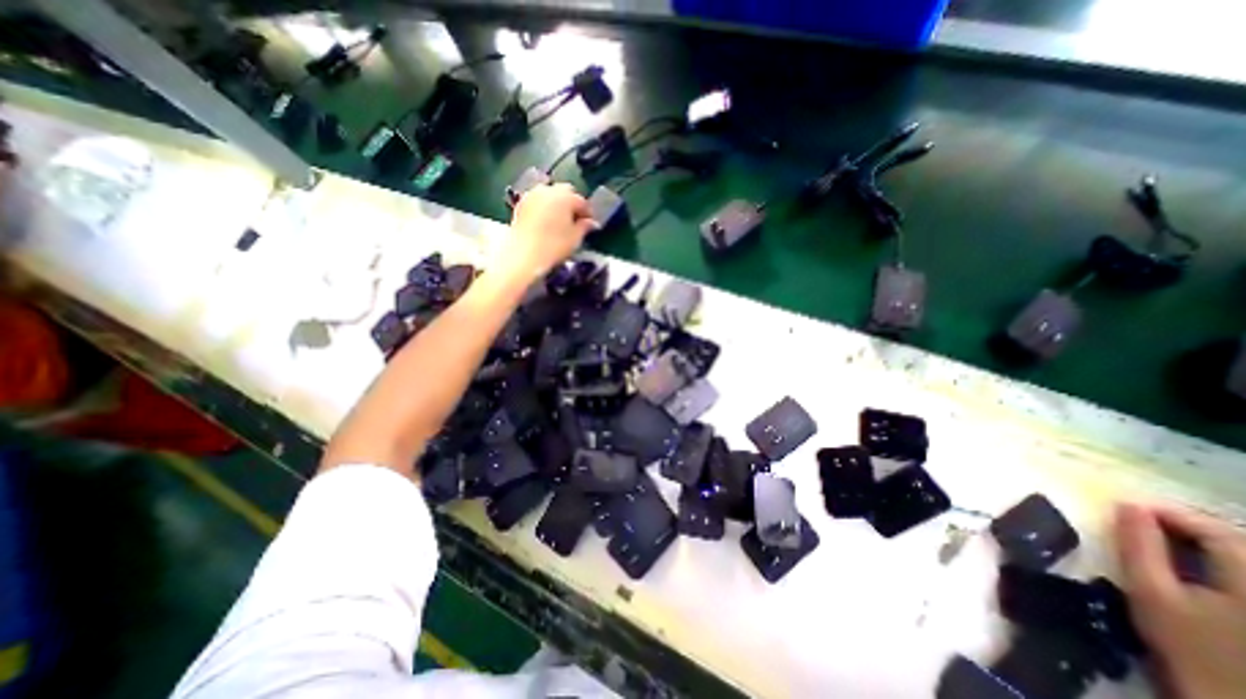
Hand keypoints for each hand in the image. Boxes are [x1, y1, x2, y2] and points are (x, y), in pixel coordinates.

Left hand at [500, 184, 595, 281]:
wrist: (524, 255)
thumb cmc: (554, 246)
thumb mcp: (575, 238)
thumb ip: (585, 227)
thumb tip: (591, 222)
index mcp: (565, 196)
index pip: (581, 201)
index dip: (587, 213)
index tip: (590, 225)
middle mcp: (548, 190)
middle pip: (565, 192)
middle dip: (571, 204)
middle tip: (574, 220)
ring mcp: (532, 195)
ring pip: (549, 195)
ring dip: (556, 204)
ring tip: (559, 221)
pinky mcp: (520, 204)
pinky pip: (537, 201)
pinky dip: (544, 208)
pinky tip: (545, 223)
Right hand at [1116, 502, 1245, 698]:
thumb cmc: (1190, 647)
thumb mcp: (1151, 592)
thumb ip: (1138, 545)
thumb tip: (1127, 505)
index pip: (1216, 531)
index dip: (1170, 514)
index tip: (1126, 508)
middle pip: (1238, 544)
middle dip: (1189, 529)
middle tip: (1141, 524)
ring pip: (1245, 561)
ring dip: (1206, 547)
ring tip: (1164, 544)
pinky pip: (1245, 576)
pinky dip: (1223, 567)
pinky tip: (1198, 572)